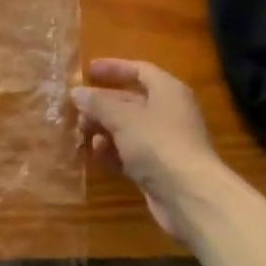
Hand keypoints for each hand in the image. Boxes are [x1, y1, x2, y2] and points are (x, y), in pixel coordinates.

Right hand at [72, 59, 227, 243]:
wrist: (189, 197)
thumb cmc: (158, 144)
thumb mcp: (123, 118)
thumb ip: (98, 103)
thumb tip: (77, 91)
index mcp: (168, 91)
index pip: (140, 70)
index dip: (114, 68)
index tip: (89, 70)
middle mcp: (169, 113)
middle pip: (131, 101)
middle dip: (103, 103)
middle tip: (76, 106)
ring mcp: (165, 143)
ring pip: (129, 129)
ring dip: (104, 128)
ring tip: (81, 131)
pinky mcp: (159, 169)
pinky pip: (131, 153)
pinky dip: (113, 152)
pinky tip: (96, 153)